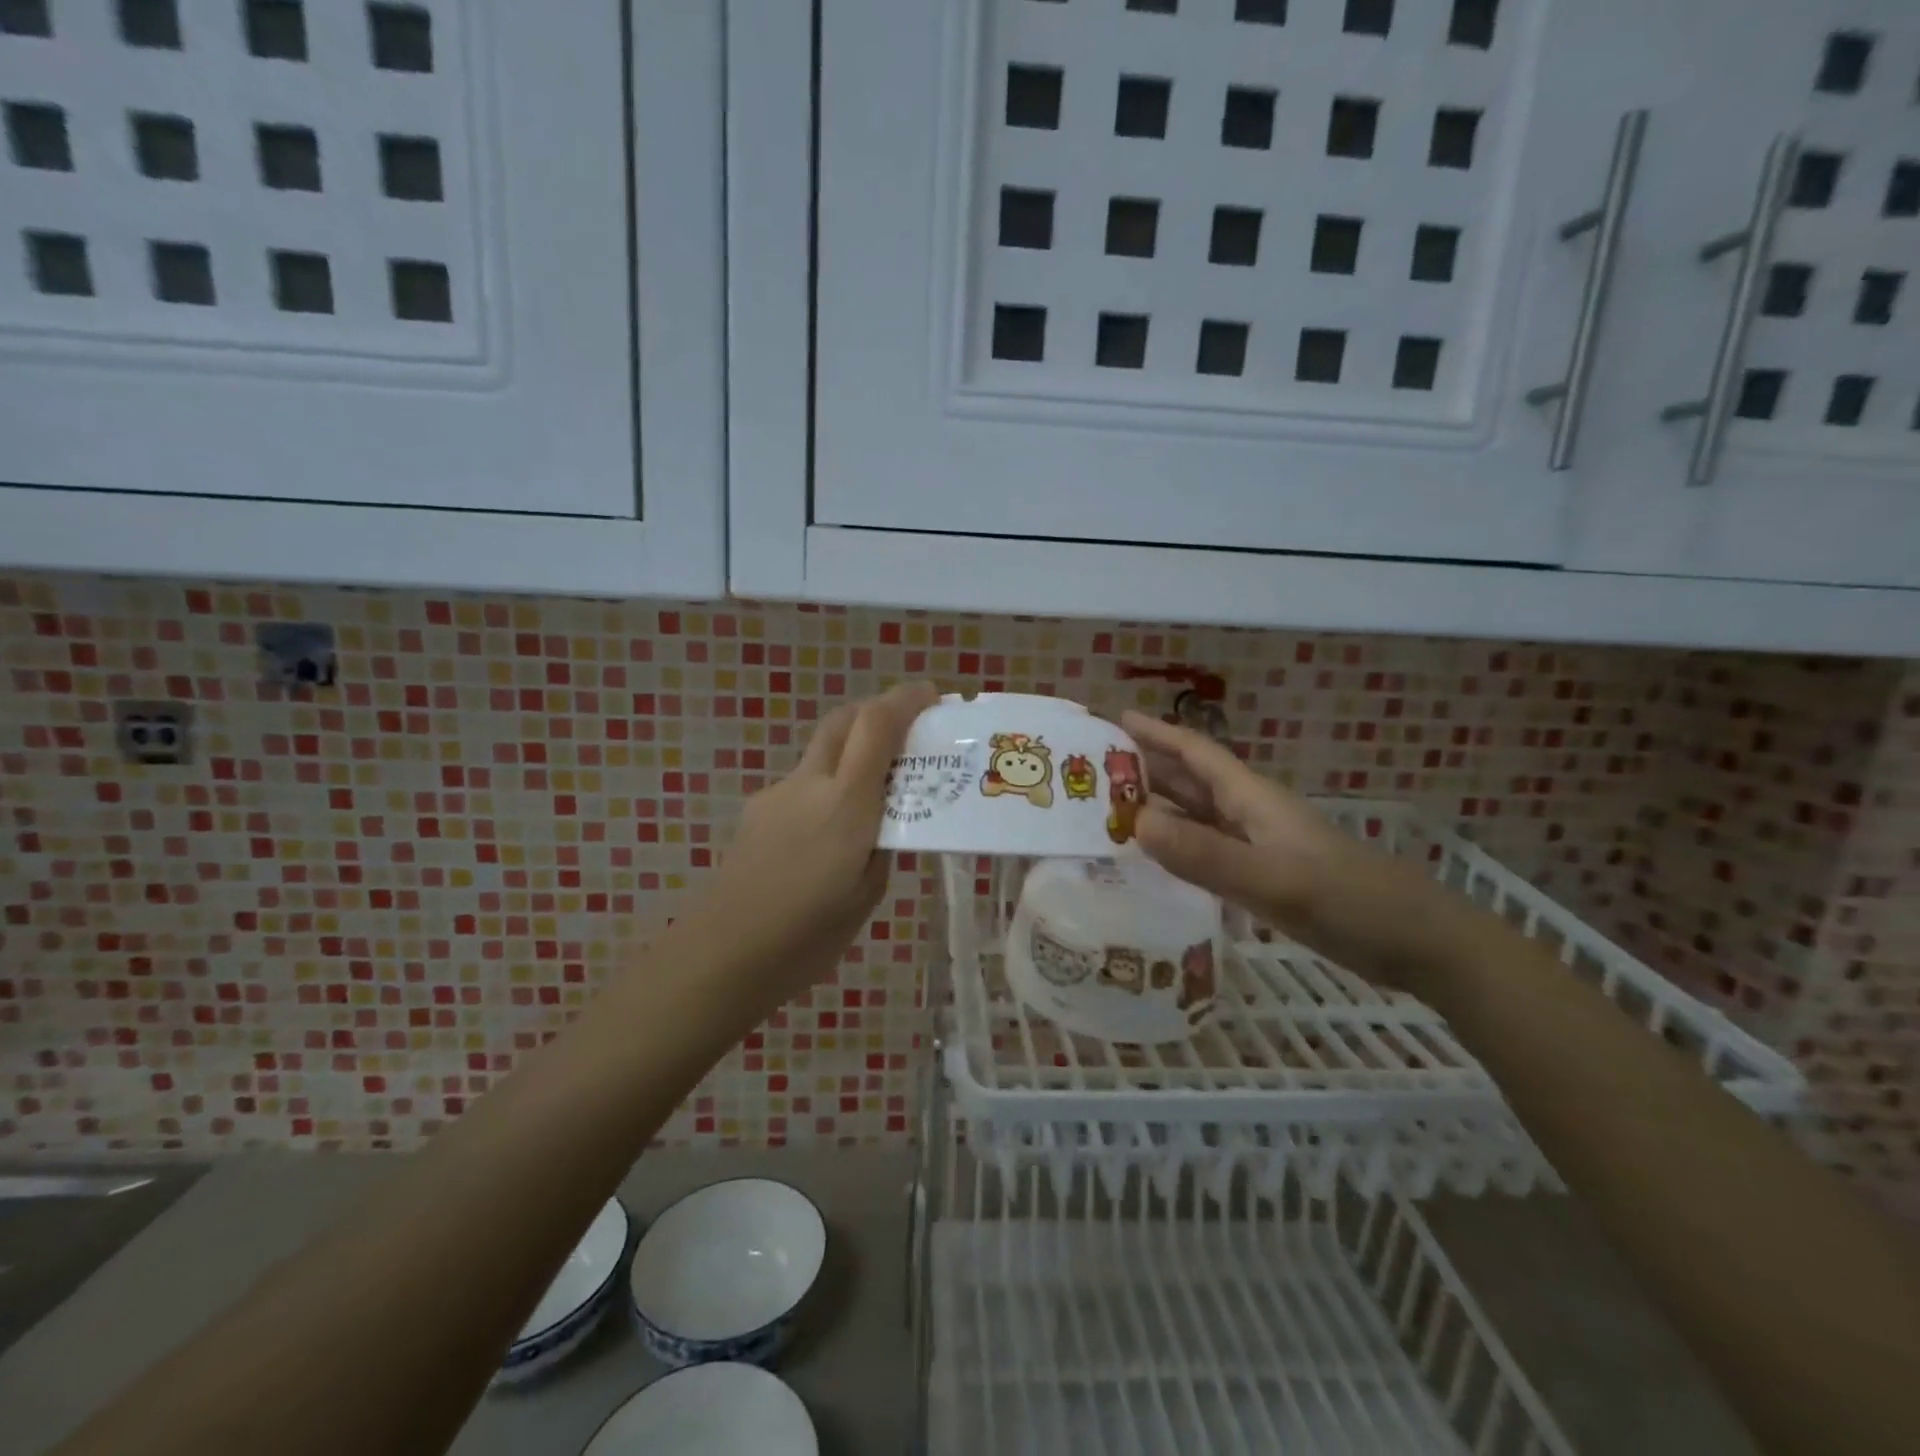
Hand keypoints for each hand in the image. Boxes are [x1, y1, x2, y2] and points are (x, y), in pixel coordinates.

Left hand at [677, 682, 939, 1010]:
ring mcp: (777, 795)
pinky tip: (828, 833)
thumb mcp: (869, 891)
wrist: (724, 954)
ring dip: (851, 750)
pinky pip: (802, 784)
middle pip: (842, 720)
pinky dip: (826, 787)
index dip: (905, 700)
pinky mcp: (757, 812)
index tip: (932, 696)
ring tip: (873, 791)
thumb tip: (887, 820)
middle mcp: (810, 785)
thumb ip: (882, 844)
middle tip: (906, 727)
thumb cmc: (809, 934)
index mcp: (846, 804)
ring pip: (821, 751)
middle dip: (876, 710)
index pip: (876, 726)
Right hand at [1121, 710, 1464, 988]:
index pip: (1196, 753)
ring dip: (1159, 809)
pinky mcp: (1268, 876)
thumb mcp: (1273, 880)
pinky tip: (1158, 861)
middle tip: (1093, 771)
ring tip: (1110, 813)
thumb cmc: (1349, 902)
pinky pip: (1209, 850)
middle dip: (1147, 769)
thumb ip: (1205, 854)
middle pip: (1192, 780)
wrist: (1419, 943)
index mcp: (1253, 799)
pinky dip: (1179, 847)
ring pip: (1199, 816)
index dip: (1157, 733)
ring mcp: (1261, 846)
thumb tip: (1136, 822)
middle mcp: (1252, 815)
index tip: (1115, 719)